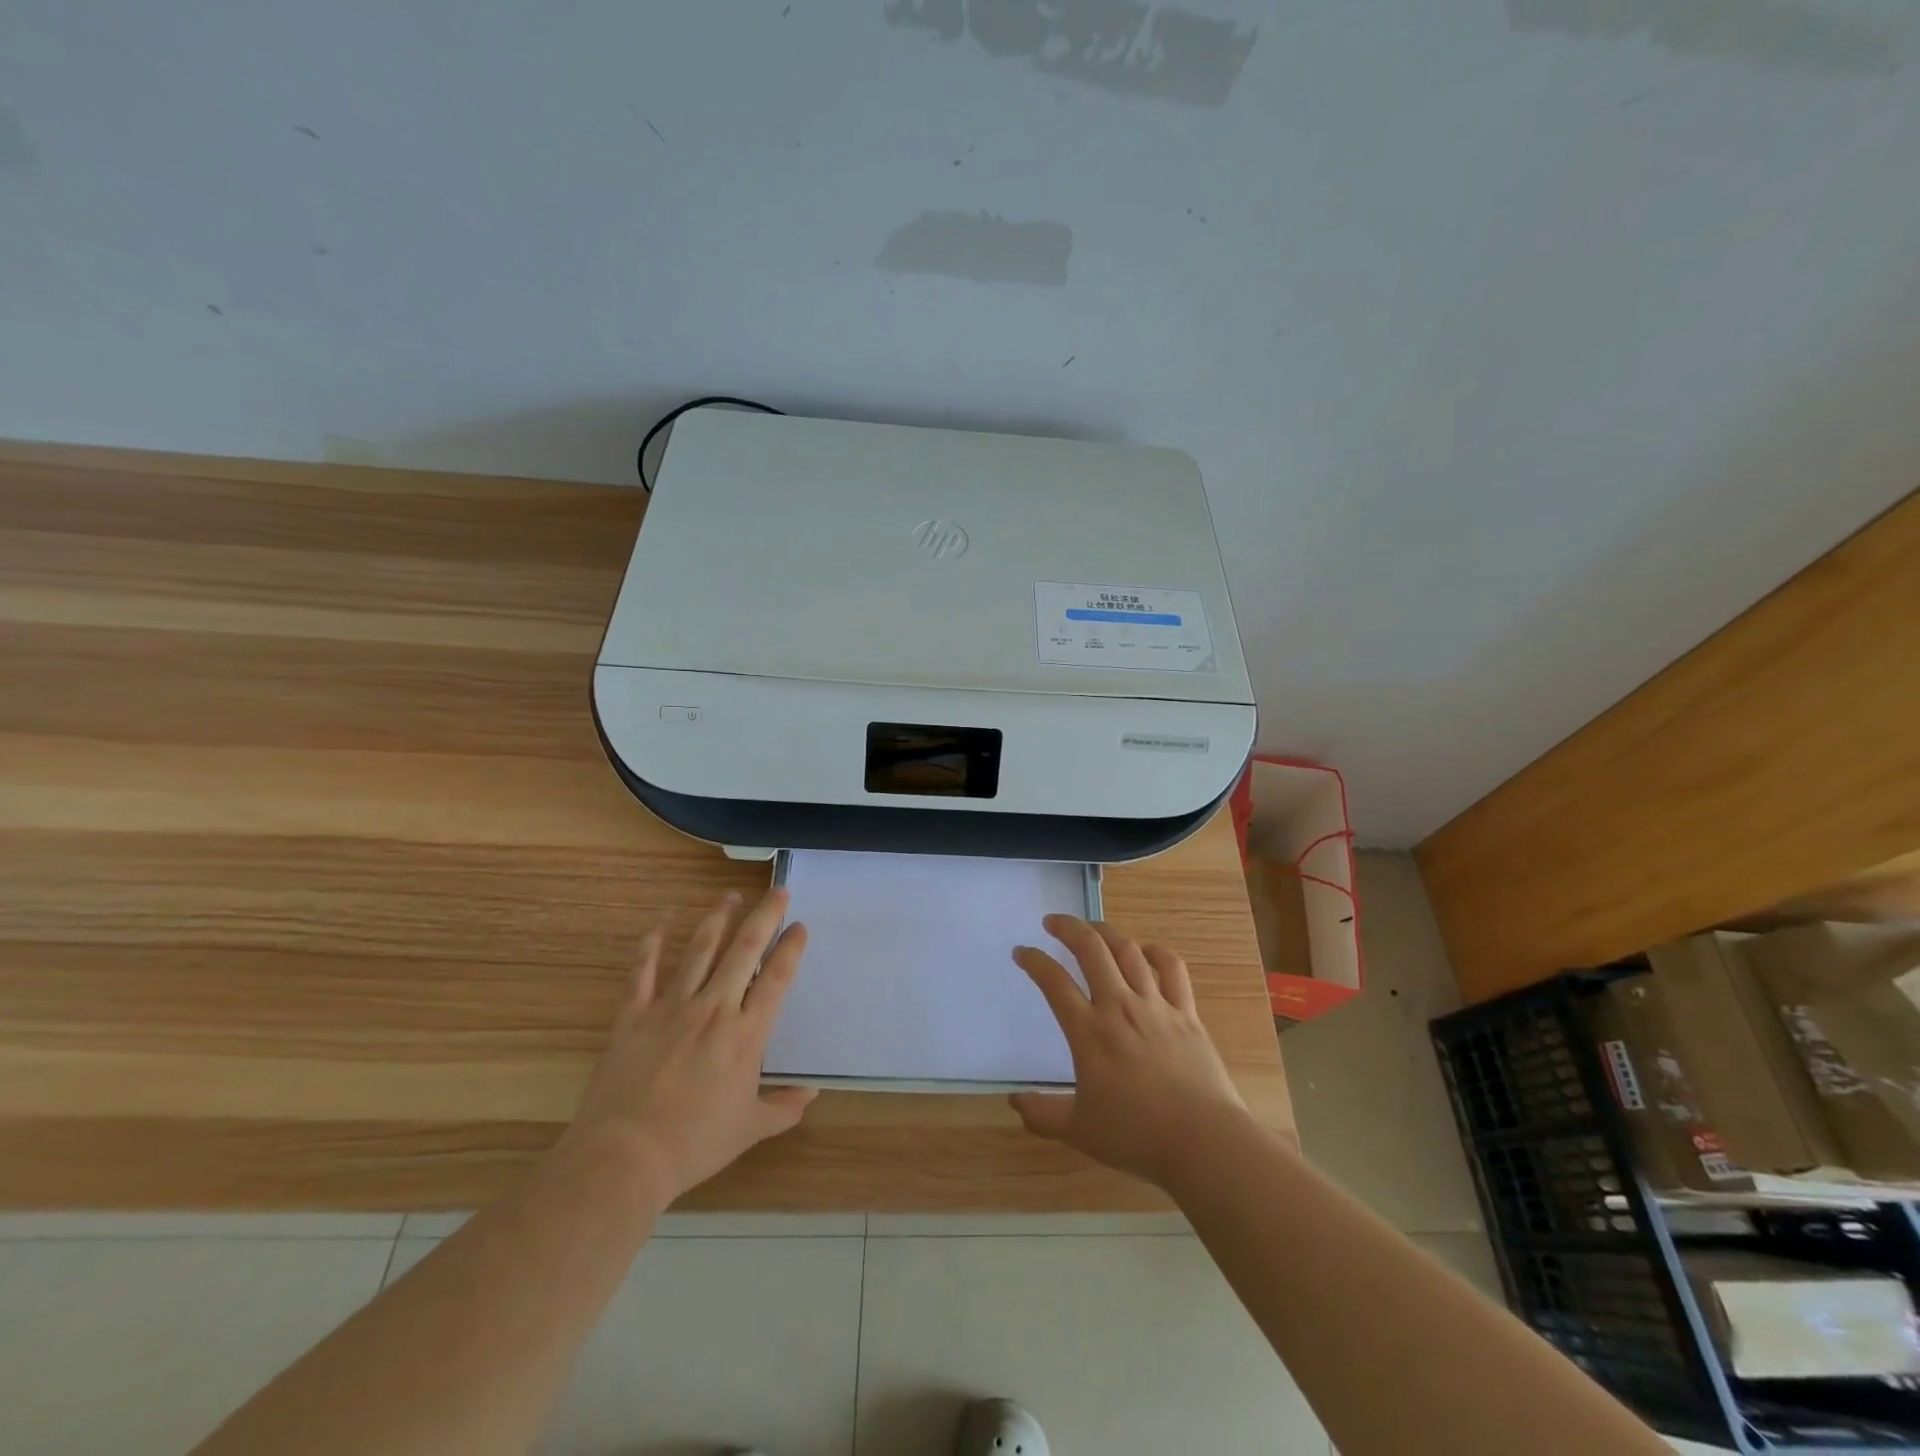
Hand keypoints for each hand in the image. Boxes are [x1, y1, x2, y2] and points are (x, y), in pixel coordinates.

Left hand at [561, 887, 815, 1206]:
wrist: (624, 1158)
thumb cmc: (694, 1144)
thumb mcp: (750, 1129)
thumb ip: (784, 1108)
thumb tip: (811, 1094)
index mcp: (746, 1034)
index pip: (776, 978)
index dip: (791, 948)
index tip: (800, 926)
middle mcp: (714, 1008)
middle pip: (744, 949)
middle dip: (765, 915)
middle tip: (778, 891)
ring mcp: (672, 1007)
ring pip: (700, 948)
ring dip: (718, 918)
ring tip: (731, 896)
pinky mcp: (634, 1015)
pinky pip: (644, 969)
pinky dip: (653, 941)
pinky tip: (663, 920)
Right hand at [1011, 916, 1248, 1188]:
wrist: (1204, 1142)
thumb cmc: (1137, 1136)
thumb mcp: (1079, 1130)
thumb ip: (1042, 1114)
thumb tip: (1014, 1102)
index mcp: (1089, 1032)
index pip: (1054, 982)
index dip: (1034, 961)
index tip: (1021, 952)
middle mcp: (1119, 1007)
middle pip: (1091, 949)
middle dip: (1068, 927)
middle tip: (1052, 922)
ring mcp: (1156, 1005)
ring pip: (1128, 950)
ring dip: (1106, 932)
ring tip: (1092, 928)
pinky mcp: (1187, 1012)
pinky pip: (1172, 968)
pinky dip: (1156, 952)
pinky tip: (1145, 951)